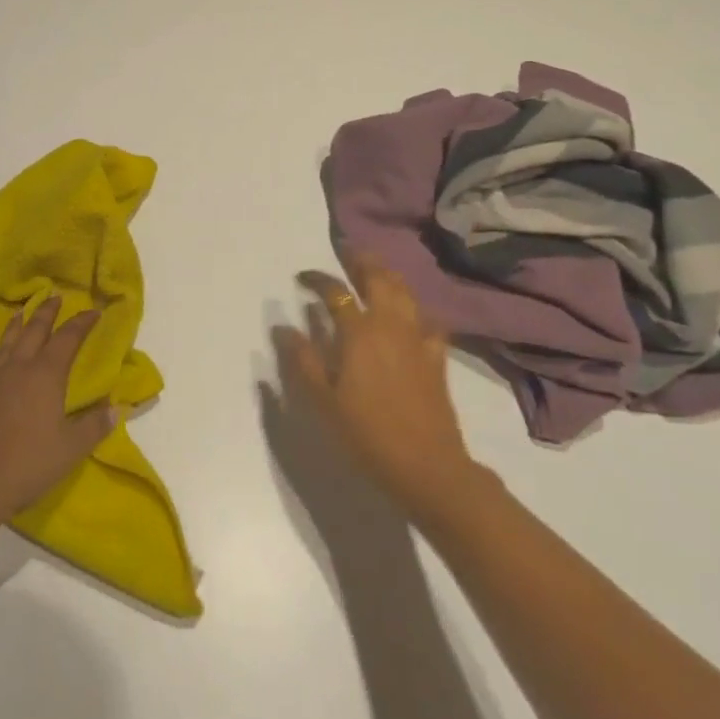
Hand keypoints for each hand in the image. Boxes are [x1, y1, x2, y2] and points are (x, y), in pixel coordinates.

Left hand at [0, 297, 115, 527]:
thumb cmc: (30, 463)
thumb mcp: (72, 447)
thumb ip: (95, 426)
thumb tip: (116, 409)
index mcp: (45, 375)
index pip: (67, 339)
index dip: (81, 323)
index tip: (93, 311)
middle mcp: (17, 370)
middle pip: (33, 332)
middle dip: (46, 313)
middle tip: (55, 296)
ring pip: (4, 347)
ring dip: (14, 328)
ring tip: (19, 314)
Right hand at [272, 254, 476, 510]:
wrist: (427, 466)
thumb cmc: (366, 434)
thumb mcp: (323, 400)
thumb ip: (303, 360)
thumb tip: (283, 327)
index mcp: (359, 333)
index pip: (336, 293)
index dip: (317, 279)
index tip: (302, 277)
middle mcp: (390, 326)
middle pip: (379, 279)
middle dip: (361, 261)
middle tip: (347, 251)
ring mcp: (418, 339)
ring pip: (405, 293)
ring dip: (388, 276)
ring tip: (375, 270)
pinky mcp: (436, 357)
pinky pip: (428, 320)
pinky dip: (415, 309)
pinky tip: (411, 315)